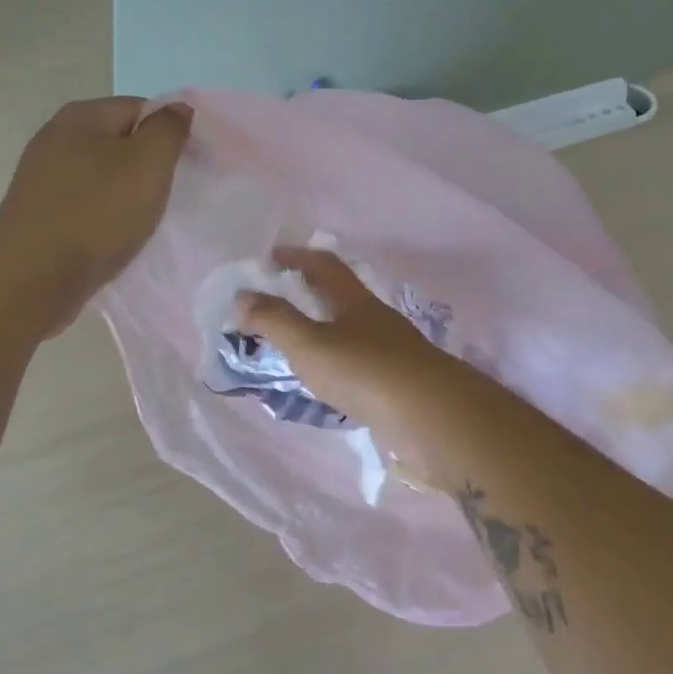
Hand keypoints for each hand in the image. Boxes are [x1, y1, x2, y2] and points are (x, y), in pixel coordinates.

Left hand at [0, 97, 191, 335]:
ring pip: (102, 177)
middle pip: (119, 143)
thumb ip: (168, 130)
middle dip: (148, 166)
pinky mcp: (40, 214)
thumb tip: (178, 108)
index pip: (140, 108)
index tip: (190, 165)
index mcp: (82, 116)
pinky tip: (115, 238)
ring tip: (144, 221)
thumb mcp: (148, 163)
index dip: (170, 132)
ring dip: (127, 195)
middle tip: (169, 196)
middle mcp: (57, 138)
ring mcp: (44, 178)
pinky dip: (105, 217)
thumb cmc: (97, 212)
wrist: (34, 275)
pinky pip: (86, 206)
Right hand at [234, 248, 456, 433]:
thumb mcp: (309, 344)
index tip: (269, 259)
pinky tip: (328, 382)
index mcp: (354, 301)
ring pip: (351, 331)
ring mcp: (391, 352)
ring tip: (295, 347)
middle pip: (340, 296)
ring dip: (323, 331)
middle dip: (308, 294)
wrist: (430, 416)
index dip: (296, 257)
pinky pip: (359, 364)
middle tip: (276, 303)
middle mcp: (376, 320)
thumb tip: (242, 296)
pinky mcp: (398, 383)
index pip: (323, 265)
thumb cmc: (364, 371)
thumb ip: (274, 320)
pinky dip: (337, 364)